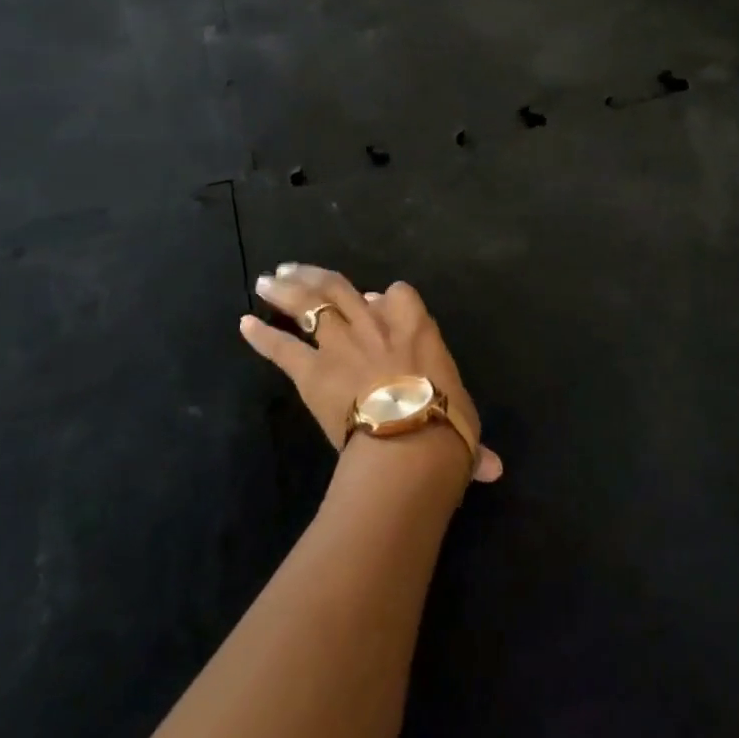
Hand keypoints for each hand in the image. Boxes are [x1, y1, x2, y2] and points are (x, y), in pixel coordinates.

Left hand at [240, 264, 503, 484]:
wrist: (409, 444)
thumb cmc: (446, 427)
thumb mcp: (465, 423)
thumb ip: (472, 443)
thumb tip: (494, 468)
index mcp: (415, 326)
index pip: (399, 294)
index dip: (384, 297)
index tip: (374, 300)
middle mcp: (376, 325)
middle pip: (340, 288)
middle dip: (315, 276)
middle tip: (292, 269)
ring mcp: (342, 344)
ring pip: (310, 306)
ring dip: (286, 291)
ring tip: (267, 279)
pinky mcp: (313, 372)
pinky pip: (283, 349)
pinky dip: (262, 337)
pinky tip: (244, 323)